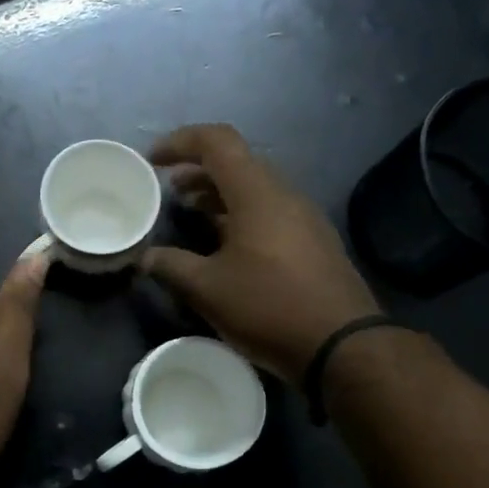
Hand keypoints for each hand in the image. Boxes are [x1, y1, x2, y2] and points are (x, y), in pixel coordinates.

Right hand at [143, 124, 379, 383]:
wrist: (343, 346)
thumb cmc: (269, 307)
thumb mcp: (208, 289)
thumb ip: (171, 266)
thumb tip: (145, 257)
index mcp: (257, 193)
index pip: (217, 142)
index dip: (180, 142)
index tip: (152, 160)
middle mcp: (283, 195)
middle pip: (237, 163)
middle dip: (198, 170)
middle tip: (168, 189)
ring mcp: (303, 218)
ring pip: (254, 189)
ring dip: (218, 194)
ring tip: (190, 211)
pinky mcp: (313, 242)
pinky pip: (269, 211)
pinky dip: (238, 214)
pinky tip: (223, 244)